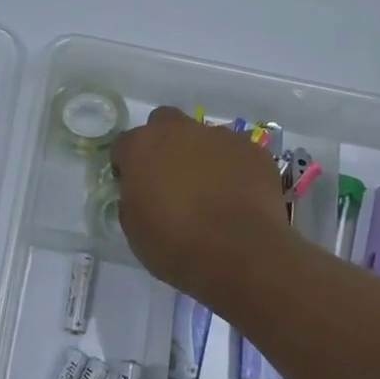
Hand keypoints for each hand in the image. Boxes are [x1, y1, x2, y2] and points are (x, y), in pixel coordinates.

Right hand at [111, 107, 295, 302]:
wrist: (239, 255)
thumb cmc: (175, 245)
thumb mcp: (134, 228)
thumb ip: (132, 198)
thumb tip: (141, 192)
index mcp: (142, 147)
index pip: (125, 144)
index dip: (128, 165)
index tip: (135, 186)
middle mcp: (178, 130)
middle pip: (165, 123)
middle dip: (165, 143)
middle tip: (172, 178)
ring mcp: (220, 136)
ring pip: (204, 137)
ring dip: (202, 156)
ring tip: (212, 192)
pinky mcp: (254, 150)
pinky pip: (238, 153)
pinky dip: (235, 169)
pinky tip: (239, 197)